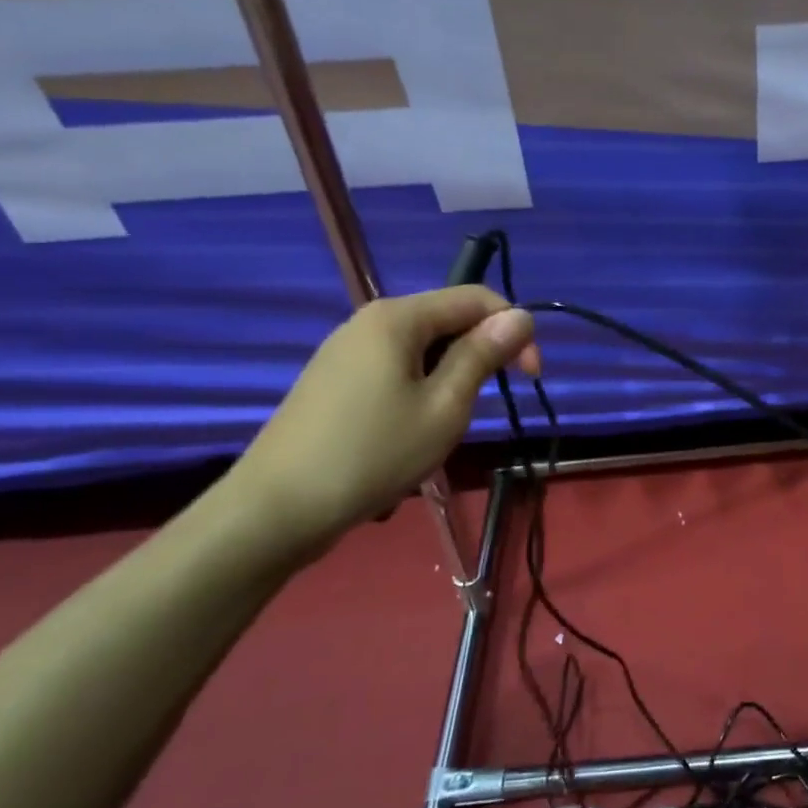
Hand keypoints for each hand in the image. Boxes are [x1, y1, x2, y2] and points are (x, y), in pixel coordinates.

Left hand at [227, 286, 538, 545]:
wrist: (277, 509)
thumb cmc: (374, 453)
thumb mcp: (445, 406)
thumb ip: (483, 355)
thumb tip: (520, 315)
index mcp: (398, 317)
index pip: (476, 298)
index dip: (514, 329)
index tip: (530, 377)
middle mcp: (370, 320)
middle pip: (447, 318)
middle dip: (481, 351)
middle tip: (489, 402)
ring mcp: (346, 349)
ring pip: (422, 345)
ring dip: (452, 372)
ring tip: (449, 420)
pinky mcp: (333, 378)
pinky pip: (395, 365)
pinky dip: (421, 385)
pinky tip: (413, 426)